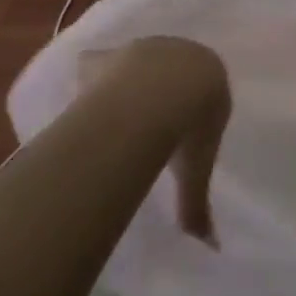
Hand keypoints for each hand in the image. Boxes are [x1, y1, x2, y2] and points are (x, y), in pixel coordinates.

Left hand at [84, 37, 231, 244]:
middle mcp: (180, 53)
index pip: (204, 88)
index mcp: (210, 75)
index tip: (181, 131)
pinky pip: (97, 64)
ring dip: (128, 82)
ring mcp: (143, 49)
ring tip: (116, 113)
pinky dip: (91, 77)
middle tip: (148, 122)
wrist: (161, 92)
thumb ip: (197, 204)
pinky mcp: (110, 54)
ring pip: (136, 63)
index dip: (192, 108)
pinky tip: (84, 99)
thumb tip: (210, 246)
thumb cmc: (190, 126)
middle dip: (161, 91)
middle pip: (171, 71)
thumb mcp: (198, 170)